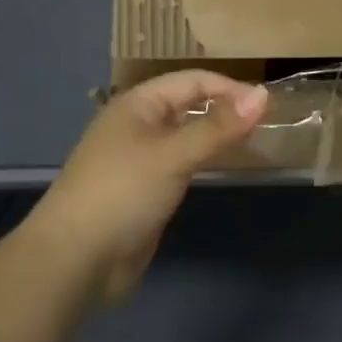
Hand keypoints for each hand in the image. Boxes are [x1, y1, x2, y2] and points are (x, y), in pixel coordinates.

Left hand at [33, 71, 267, 301]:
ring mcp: (139, 158)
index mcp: (138, 104)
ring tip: (253, 141)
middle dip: (224, 108)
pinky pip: (181, 163)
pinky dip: (203, 159)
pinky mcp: (143, 190)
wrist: (74, 260)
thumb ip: (218, 126)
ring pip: (186, 134)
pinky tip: (222, 166)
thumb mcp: (174, 155)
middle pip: (189, 104)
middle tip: (265, 122)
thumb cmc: (123, 193)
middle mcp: (138, 124)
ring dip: (215, 134)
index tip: (267, 105)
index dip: (229, 88)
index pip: (193, 81)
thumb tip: (263, 95)